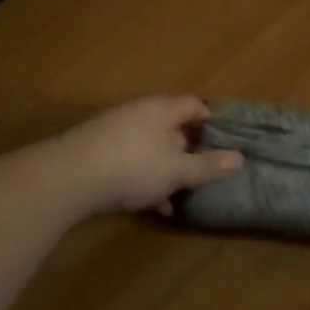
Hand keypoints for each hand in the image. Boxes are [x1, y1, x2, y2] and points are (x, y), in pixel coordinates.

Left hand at [56, 96, 243, 215]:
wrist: (70, 177)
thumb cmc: (134, 167)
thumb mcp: (177, 170)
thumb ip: (208, 165)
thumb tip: (240, 158)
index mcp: (162, 109)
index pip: (194, 105)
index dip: (211, 121)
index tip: (223, 144)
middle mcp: (138, 113)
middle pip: (171, 126)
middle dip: (188, 150)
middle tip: (203, 172)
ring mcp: (115, 130)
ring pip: (151, 147)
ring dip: (166, 169)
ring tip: (178, 195)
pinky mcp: (97, 151)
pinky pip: (130, 160)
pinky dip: (144, 178)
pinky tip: (151, 205)